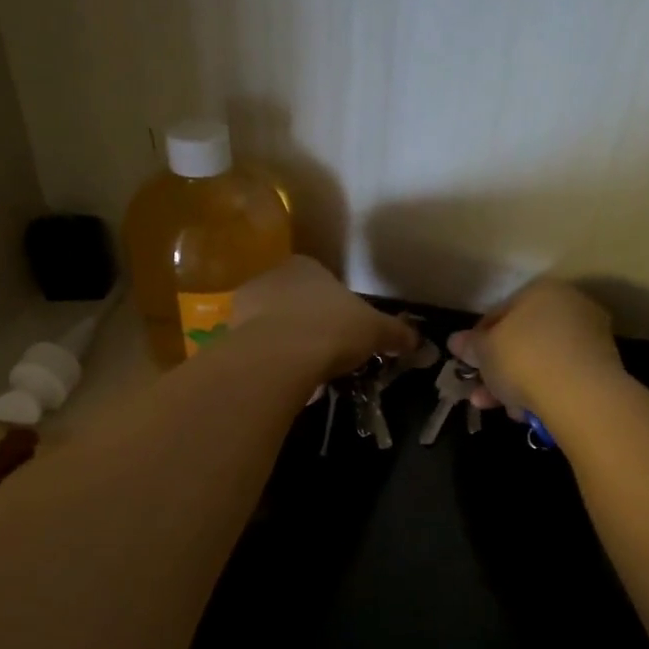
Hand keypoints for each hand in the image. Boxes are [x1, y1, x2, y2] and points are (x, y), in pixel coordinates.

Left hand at [233, 256, 417, 379]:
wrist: (279, 357)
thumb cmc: (332, 329)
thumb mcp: (374, 331)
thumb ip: (396, 333)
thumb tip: (419, 341)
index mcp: (305, 266)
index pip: (323, 282)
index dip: (338, 308)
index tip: (348, 333)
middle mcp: (271, 277)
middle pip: (296, 303)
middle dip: (310, 326)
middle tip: (329, 355)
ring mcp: (245, 306)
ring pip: (274, 326)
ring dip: (289, 346)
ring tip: (307, 374)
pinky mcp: (229, 337)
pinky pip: (258, 350)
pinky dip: (272, 364)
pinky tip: (286, 382)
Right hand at [447, 278, 621, 416]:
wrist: (580, 394)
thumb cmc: (523, 359)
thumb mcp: (484, 351)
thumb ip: (470, 345)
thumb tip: (455, 341)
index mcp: (541, 290)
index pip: (500, 312)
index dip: (478, 340)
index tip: (468, 363)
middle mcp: (570, 306)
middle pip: (522, 339)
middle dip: (497, 368)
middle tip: (479, 392)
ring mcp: (589, 336)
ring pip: (540, 361)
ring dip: (515, 385)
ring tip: (497, 409)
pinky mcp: (602, 367)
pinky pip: (560, 377)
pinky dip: (541, 392)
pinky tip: (525, 413)